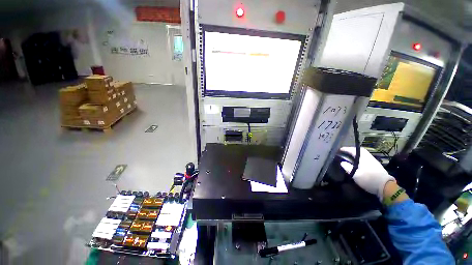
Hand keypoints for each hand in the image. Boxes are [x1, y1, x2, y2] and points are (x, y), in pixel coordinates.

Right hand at [340, 147, 394, 199]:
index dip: (346, 149)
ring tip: (350, 156)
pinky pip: (366, 158)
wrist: (386, 187)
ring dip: (357, 154)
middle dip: (352, 150)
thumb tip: (342, 162)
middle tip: (345, 152)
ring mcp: (374, 162)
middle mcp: (369, 158)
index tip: (340, 149)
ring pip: (364, 155)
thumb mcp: (356, 174)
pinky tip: (358, 162)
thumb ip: (348, 167)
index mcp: (364, 158)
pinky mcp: (377, 166)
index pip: (354, 150)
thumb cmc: (369, 179)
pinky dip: (361, 158)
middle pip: (360, 151)